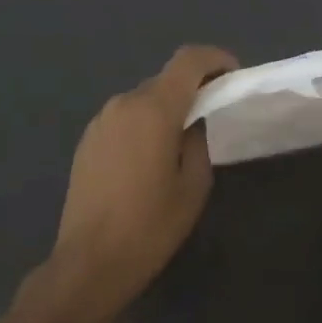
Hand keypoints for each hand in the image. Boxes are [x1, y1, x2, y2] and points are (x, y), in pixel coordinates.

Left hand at [48, 44, 236, 322]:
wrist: (88, 264)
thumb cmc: (150, 226)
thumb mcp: (193, 185)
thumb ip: (199, 140)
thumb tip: (194, 122)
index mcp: (154, 109)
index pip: (189, 60)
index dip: (216, 59)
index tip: (233, 76)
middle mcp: (124, 103)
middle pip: (166, 79)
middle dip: (193, 88)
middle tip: (213, 115)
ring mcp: (101, 120)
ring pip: (144, 98)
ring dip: (167, 108)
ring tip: (181, 142)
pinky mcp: (88, 140)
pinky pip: (125, 117)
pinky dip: (144, 123)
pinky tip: (149, 158)